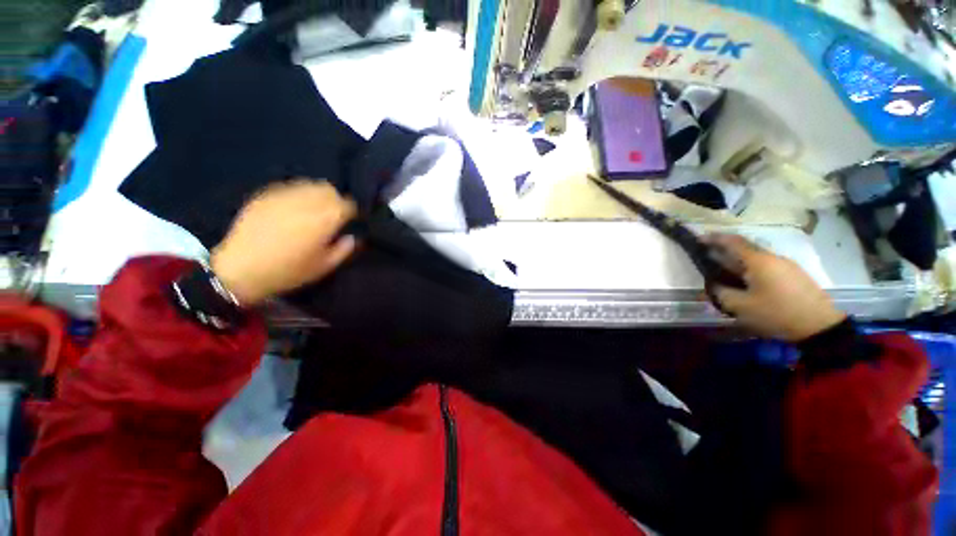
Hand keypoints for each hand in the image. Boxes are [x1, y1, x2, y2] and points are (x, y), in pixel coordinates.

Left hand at [210, 180, 357, 305]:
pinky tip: (292, 208)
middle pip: (329, 190)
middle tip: (332, 214)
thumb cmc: (288, 272)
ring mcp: (283, 197)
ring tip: (313, 209)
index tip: (350, 220)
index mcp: (324, 220)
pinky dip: (297, 195)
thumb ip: (343, 250)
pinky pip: (288, 187)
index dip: (351, 211)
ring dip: (316, 195)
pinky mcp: (264, 196)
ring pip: (309, 185)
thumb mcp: (324, 267)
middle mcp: (306, 203)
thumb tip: (351, 237)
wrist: (240, 270)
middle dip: (335, 200)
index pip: (347, 204)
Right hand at [705, 234, 845, 341]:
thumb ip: (721, 293)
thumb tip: (713, 286)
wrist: (820, 326)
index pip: (733, 242)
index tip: (699, 238)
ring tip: (724, 271)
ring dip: (738, 261)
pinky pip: (766, 266)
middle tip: (708, 256)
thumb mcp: (741, 306)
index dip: (714, 238)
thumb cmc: (776, 313)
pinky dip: (751, 269)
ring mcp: (786, 266)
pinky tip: (746, 282)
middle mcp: (773, 258)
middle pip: (745, 248)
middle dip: (725, 250)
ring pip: (756, 258)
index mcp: (758, 261)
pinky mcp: (794, 275)